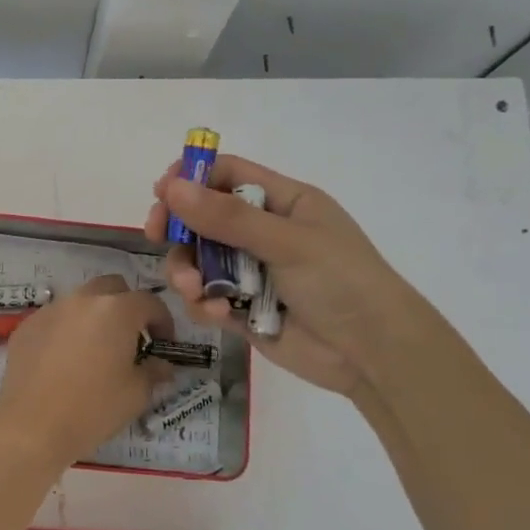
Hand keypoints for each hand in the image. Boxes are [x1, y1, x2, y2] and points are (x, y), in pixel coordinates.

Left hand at [0, 275, 173, 465]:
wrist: (32, 427)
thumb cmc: (93, 408)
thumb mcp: (136, 393)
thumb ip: (154, 370)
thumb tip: (161, 364)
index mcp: (116, 310)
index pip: (150, 302)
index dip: (163, 321)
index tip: (163, 344)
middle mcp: (82, 300)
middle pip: (112, 288)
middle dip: (127, 307)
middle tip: (130, 338)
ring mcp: (50, 310)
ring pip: (80, 301)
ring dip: (94, 316)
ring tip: (95, 349)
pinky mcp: (26, 326)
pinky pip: (55, 318)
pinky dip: (66, 330)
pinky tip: (64, 360)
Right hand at [143, 155, 427, 396]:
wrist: (373, 354)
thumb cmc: (341, 282)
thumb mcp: (286, 242)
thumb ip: (227, 217)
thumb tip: (170, 187)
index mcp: (283, 202)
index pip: (226, 175)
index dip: (191, 178)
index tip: (162, 194)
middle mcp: (264, 232)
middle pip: (204, 217)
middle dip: (179, 227)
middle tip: (157, 234)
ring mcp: (252, 272)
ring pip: (199, 260)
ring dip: (188, 271)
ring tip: (194, 288)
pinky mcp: (243, 309)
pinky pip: (207, 297)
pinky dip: (203, 303)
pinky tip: (216, 314)